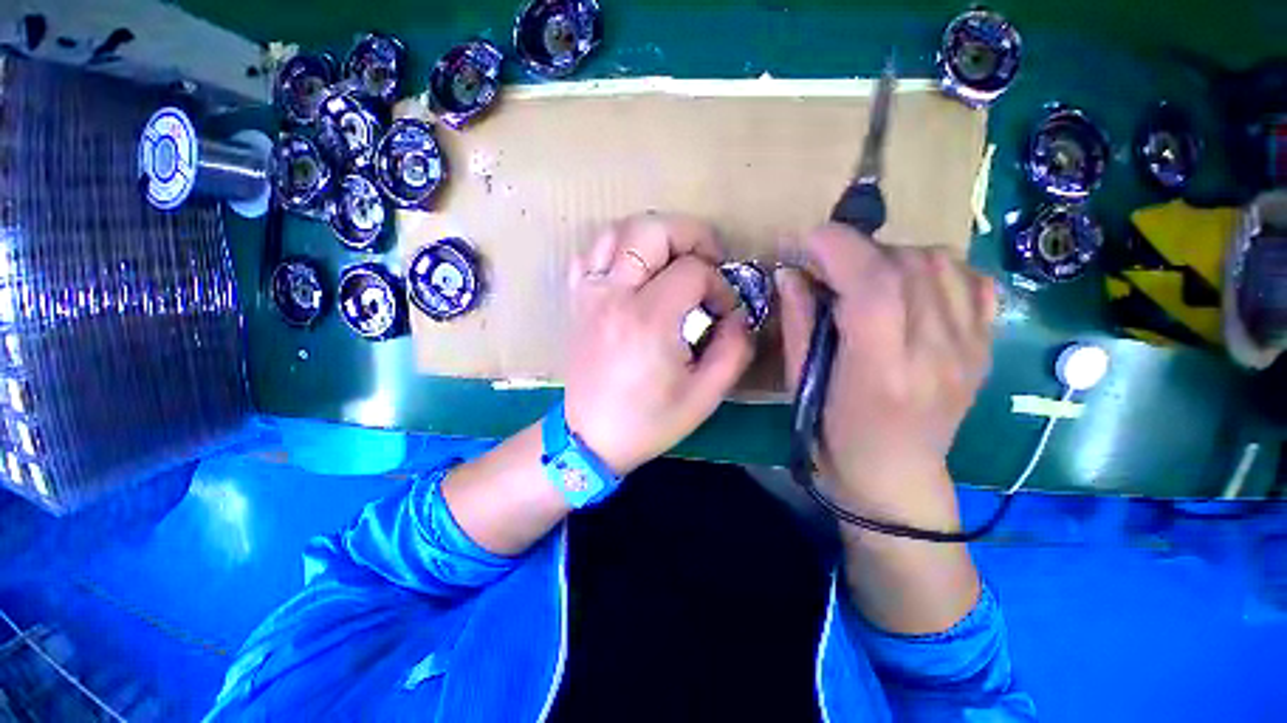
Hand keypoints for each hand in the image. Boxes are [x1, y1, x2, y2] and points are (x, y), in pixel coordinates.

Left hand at [564, 214, 754, 474]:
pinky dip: (616, 251)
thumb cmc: (648, 421)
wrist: (590, 438)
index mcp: (648, 320)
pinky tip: (634, 272)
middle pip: (651, 229)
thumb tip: (739, 315)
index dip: (719, 285)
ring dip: (653, 237)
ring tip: (674, 261)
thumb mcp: (705, 395)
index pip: (693, 271)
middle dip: (690, 235)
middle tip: (708, 261)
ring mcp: (590, 294)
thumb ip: (734, 349)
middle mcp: (614, 296)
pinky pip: (591, 255)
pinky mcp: (577, 301)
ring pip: (617, 231)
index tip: (724, 311)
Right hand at [777, 224, 995, 524]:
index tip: (804, 242)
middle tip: (824, 266)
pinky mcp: (985, 345)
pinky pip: (973, 280)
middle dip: (855, 250)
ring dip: (891, 256)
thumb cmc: (834, 438)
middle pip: (907, 264)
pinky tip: (909, 287)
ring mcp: (971, 347)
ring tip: (864, 277)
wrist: (896, 477)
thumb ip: (798, 324)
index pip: (874, 286)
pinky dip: (935, 268)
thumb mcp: (800, 385)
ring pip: (941, 263)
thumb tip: (790, 272)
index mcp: (882, 371)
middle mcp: (938, 353)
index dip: (837, 249)